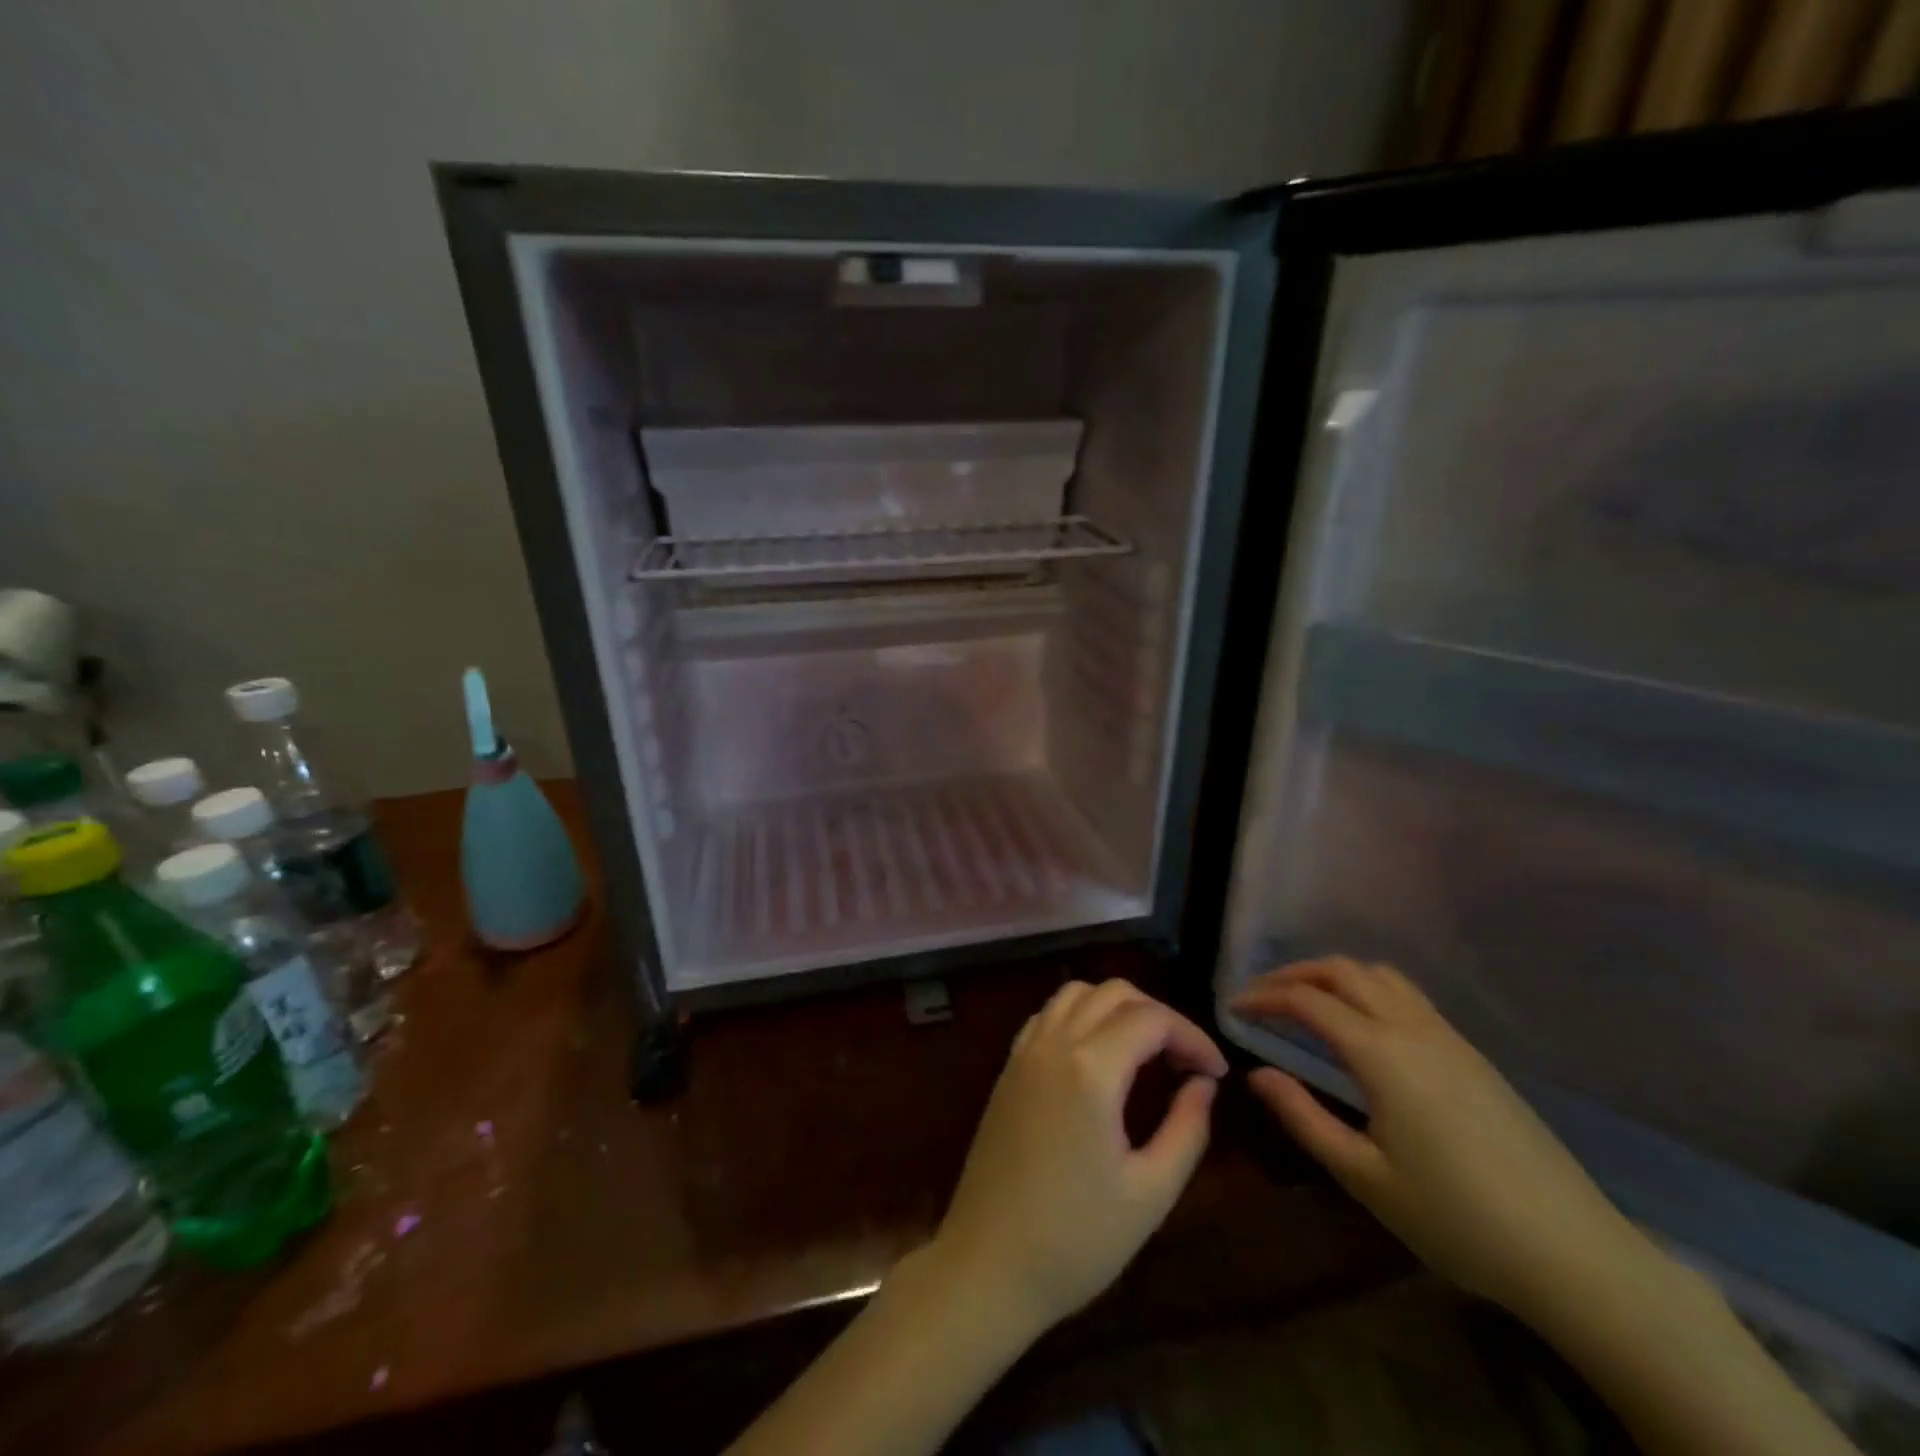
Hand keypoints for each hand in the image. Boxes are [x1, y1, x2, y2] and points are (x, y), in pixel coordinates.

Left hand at [927, 979, 1227, 1336]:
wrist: (988, 1263)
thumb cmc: (1077, 1240)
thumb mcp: (1151, 1193)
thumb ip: (1187, 1129)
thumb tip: (1203, 1084)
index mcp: (1091, 1070)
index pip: (1152, 1019)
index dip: (1193, 1036)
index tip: (1216, 1073)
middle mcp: (1054, 1044)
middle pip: (1114, 993)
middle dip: (1159, 1016)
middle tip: (1185, 1062)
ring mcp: (1024, 1051)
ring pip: (1076, 993)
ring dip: (1116, 1007)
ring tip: (1145, 1052)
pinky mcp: (1008, 1067)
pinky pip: (1048, 1014)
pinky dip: (1080, 1015)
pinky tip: (1097, 1056)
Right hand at [1234, 958, 1641, 1318]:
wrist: (1573, 1252)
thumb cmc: (1456, 1220)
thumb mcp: (1364, 1177)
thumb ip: (1303, 1117)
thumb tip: (1255, 1074)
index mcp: (1381, 1053)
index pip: (1307, 1001)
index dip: (1264, 997)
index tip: (1234, 1008)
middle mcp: (1412, 1028)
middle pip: (1343, 970)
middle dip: (1294, 973)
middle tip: (1262, 996)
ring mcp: (1448, 1037)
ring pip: (1380, 974)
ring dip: (1334, 975)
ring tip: (1306, 1001)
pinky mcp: (1471, 1054)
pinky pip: (1408, 995)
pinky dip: (1368, 988)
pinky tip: (1362, 1024)